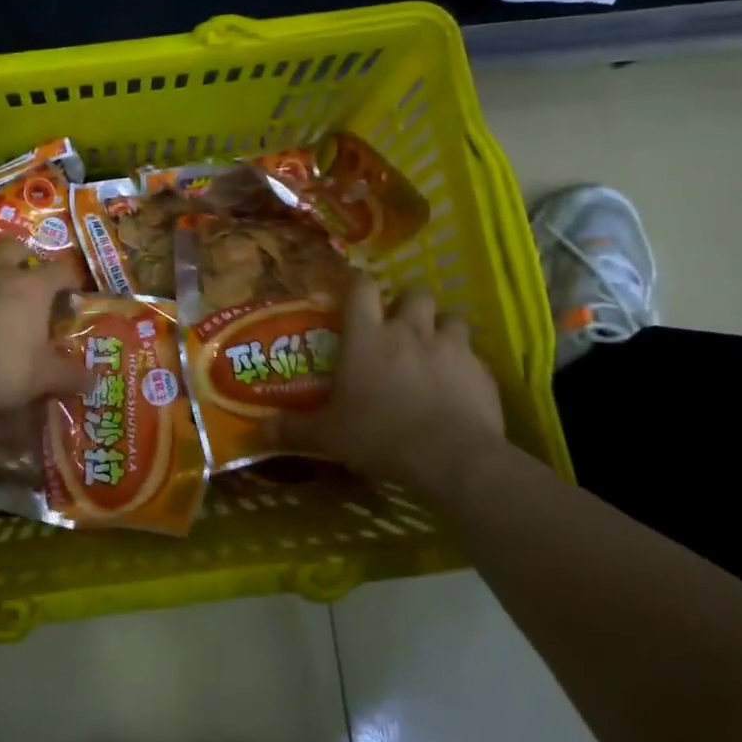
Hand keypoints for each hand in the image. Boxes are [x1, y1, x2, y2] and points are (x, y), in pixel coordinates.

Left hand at [0, 232, 91, 422]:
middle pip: (15, 247)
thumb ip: (69, 375)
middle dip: (23, 257)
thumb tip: (93, 380)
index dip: (69, 278)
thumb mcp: (43, 378)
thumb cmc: (1, 372)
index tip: (71, 290)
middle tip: (24, 275)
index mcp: (32, 288)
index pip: (60, 271)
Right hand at [273, 274, 506, 502]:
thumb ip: (294, 428)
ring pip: (451, 317)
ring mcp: (450, 347)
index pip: (361, 287)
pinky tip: (460, 387)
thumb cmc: (379, 435)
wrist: (450, 457)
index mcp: (367, 336)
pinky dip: (466, 365)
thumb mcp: (328, 434)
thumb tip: (258, 430)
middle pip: (414, 293)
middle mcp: (409, 331)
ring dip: (441, 328)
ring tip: (434, 350)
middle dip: (407, 303)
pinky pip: (475, 356)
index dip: (358, 284)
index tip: (353, 293)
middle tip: (399, 325)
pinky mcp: (482, 371)